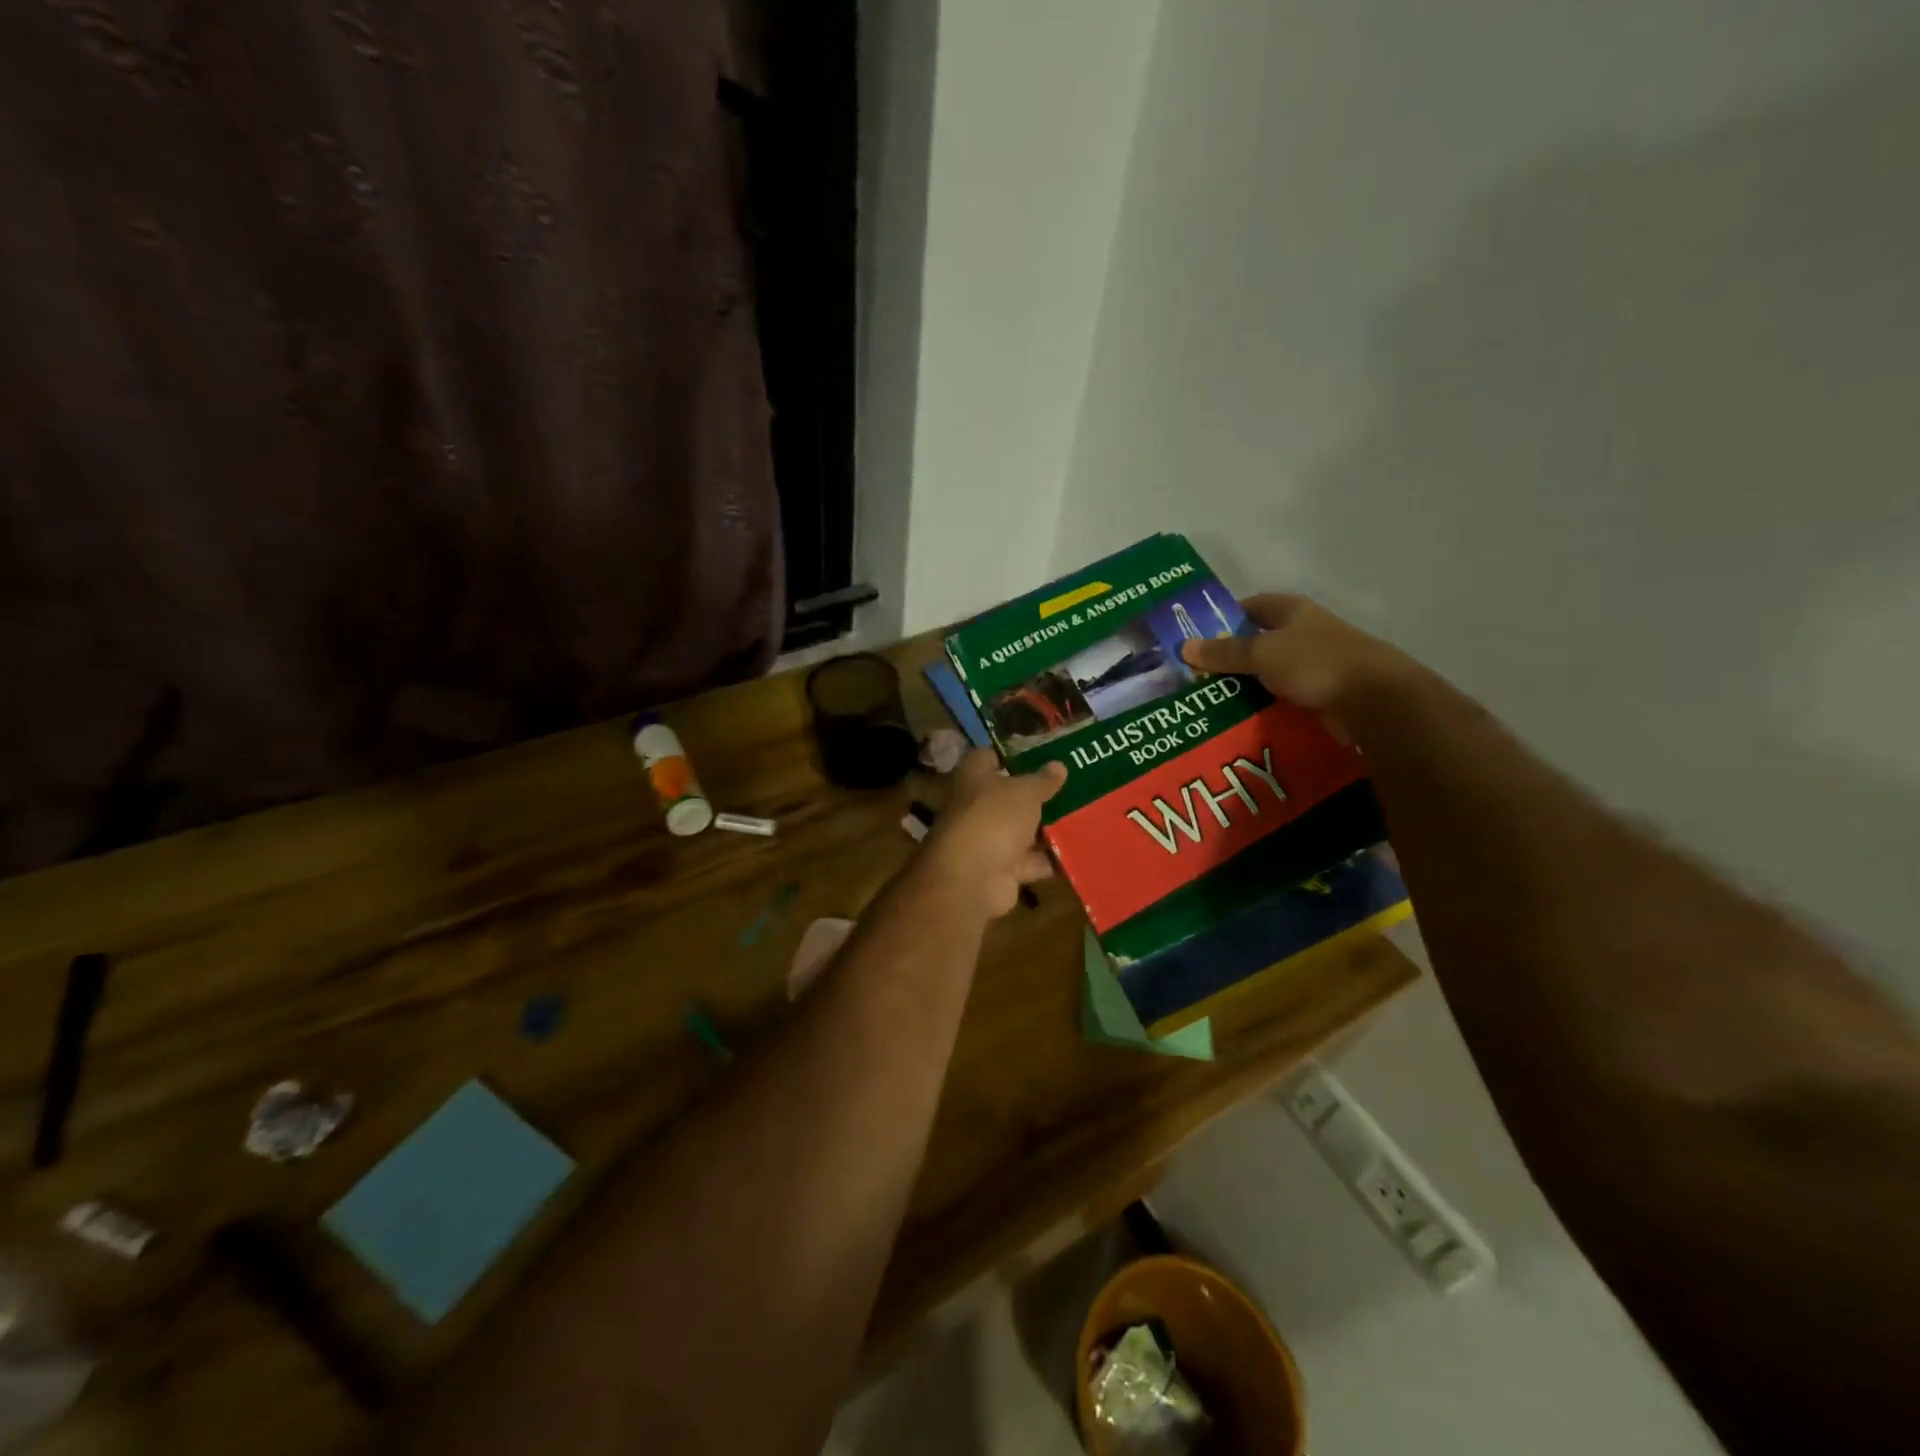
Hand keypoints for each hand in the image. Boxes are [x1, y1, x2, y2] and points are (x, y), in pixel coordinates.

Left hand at [920, 750, 1065, 919]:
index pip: (988, 758)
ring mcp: (987, 840)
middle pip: (1008, 797)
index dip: (1012, 755)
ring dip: (1045, 830)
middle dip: (1037, 796)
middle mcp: (976, 807)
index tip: (1042, 755)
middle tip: (1072, 788)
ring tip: (1082, 818)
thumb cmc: (994, 818)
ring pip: (1021, 831)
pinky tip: (1078, 853)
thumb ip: (1043, 780)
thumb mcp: (1025, 792)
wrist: (972, 878)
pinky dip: (1049, 860)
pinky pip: (1030, 862)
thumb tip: (1058, 765)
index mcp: (973, 778)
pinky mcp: (1001, 871)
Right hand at [1180, 594, 1417, 740]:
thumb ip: (1224, 652)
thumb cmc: (1317, 663)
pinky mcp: (1322, 695)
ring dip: (1245, 686)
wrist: (1376, 702)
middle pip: (1258, 642)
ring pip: (1269, 673)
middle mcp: (1304, 633)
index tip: (1195, 637)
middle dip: (1229, 657)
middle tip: (1194, 676)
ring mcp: (1315, 665)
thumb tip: (1183, 646)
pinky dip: (1264, 707)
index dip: (1223, 618)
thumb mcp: (1262, 653)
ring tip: (1209, 701)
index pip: (1251, 606)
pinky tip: (1240, 720)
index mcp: (1293, 611)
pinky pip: (1283, 699)